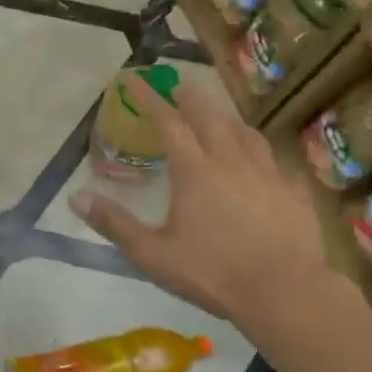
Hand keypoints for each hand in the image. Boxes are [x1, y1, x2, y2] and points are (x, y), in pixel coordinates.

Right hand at [71, 71, 344, 339]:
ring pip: (245, 133)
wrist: (286, 293)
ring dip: (226, 119)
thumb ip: (115, 224)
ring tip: (219, 117)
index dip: (149, 98)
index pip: (168, 122)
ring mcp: (268, 174)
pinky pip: (276, 161)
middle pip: (209, 117)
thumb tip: (76, 196)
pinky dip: (261, 152)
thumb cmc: (214, 273)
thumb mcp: (153, 254)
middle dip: (190, 97)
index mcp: (195, 170)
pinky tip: (263, 162)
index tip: (134, 78)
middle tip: (178, 85)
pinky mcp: (294, 192)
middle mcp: (231, 161)